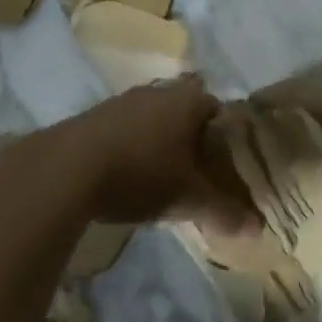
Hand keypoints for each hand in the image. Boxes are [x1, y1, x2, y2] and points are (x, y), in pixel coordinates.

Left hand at [40, 77, 259, 233]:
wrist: (64, 170)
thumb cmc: (139, 174)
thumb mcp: (187, 199)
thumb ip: (223, 211)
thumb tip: (258, 229)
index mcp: (189, 102)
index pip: (220, 109)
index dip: (225, 134)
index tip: (223, 161)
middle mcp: (160, 92)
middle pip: (187, 106)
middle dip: (192, 132)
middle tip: (195, 166)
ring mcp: (124, 99)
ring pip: (154, 113)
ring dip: (159, 135)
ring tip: (160, 171)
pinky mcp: (94, 114)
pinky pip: (125, 123)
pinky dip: (131, 141)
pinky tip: (125, 170)